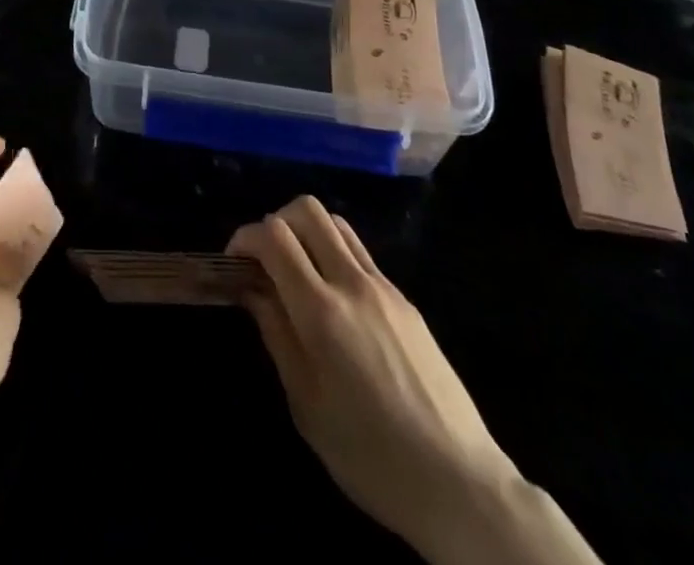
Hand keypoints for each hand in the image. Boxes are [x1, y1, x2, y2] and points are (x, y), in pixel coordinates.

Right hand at [228, 196, 518, 554]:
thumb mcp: (306, 404)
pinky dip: (334, 254)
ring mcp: (384, 287)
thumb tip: (254, 289)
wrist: (459, 483)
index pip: (275, 236)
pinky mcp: (405, 299)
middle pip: (307, 210)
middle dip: (276, 222)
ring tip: (297, 272)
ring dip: (307, 232)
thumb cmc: (370, 455)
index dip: (246, 237)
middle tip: (265, 260)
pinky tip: (333, 299)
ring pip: (337, 223)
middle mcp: (353, 283)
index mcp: (322, 311)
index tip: (234, 261)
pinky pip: (360, 253)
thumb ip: (276, 334)